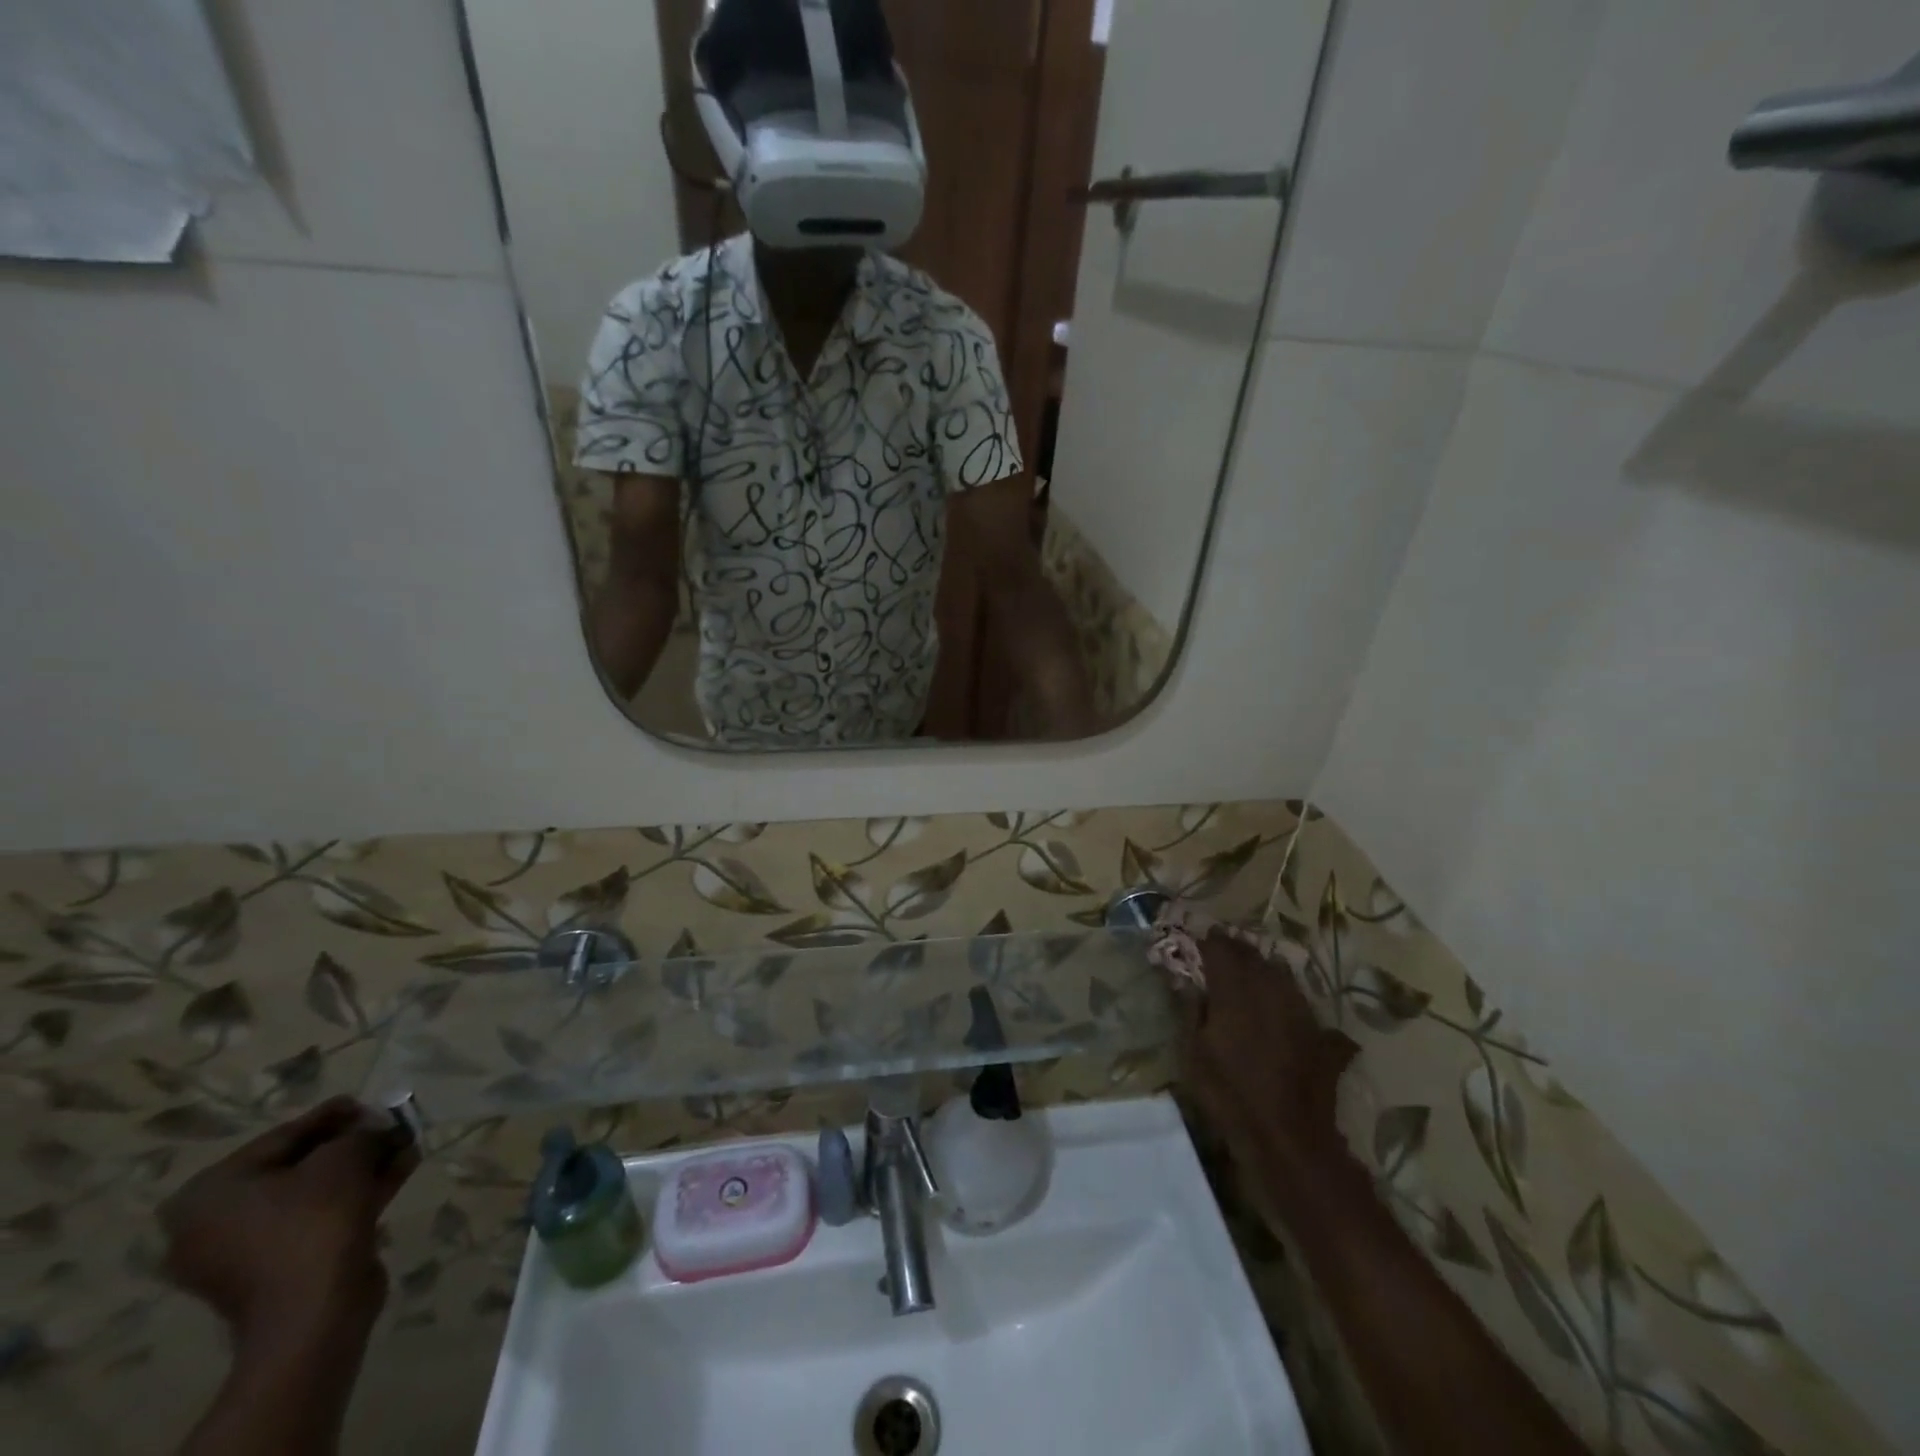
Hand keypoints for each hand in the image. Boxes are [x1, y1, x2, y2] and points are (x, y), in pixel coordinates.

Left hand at [159, 1097, 418, 1354]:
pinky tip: (400, 1171)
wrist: (314, 1310)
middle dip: (353, 1145)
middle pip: (297, 1166)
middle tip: (391, 1127)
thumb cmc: (315, 1220)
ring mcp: (241, 1252)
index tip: (372, 1104)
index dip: (335, 1115)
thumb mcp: (345, 1157)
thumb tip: (376, 1128)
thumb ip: (360, 1132)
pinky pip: (316, 1219)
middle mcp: (212, 1223)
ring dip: (362, 1167)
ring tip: (407, 1146)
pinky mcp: (274, 1269)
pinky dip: (356, 1194)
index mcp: (209, 1193)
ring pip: (313, 1193)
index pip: (283, 1137)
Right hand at [1179, 931, 1360, 1176]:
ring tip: (1256, 967)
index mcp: (1235, 994)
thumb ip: (1190, 1011)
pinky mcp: (1322, 1037)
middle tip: (1224, 946)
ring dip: (1267, 967)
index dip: (1211, 942)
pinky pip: (1305, 1005)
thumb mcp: (1193, 1055)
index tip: (1201, 937)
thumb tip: (1184, 980)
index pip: (1222, 953)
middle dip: (1238, 949)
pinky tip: (1289, 1007)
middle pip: (1254, 959)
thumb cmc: (1229, 1095)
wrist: (1288, 1139)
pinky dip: (1292, 999)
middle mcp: (1270, 994)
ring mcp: (1301, 1014)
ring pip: (1283, 976)